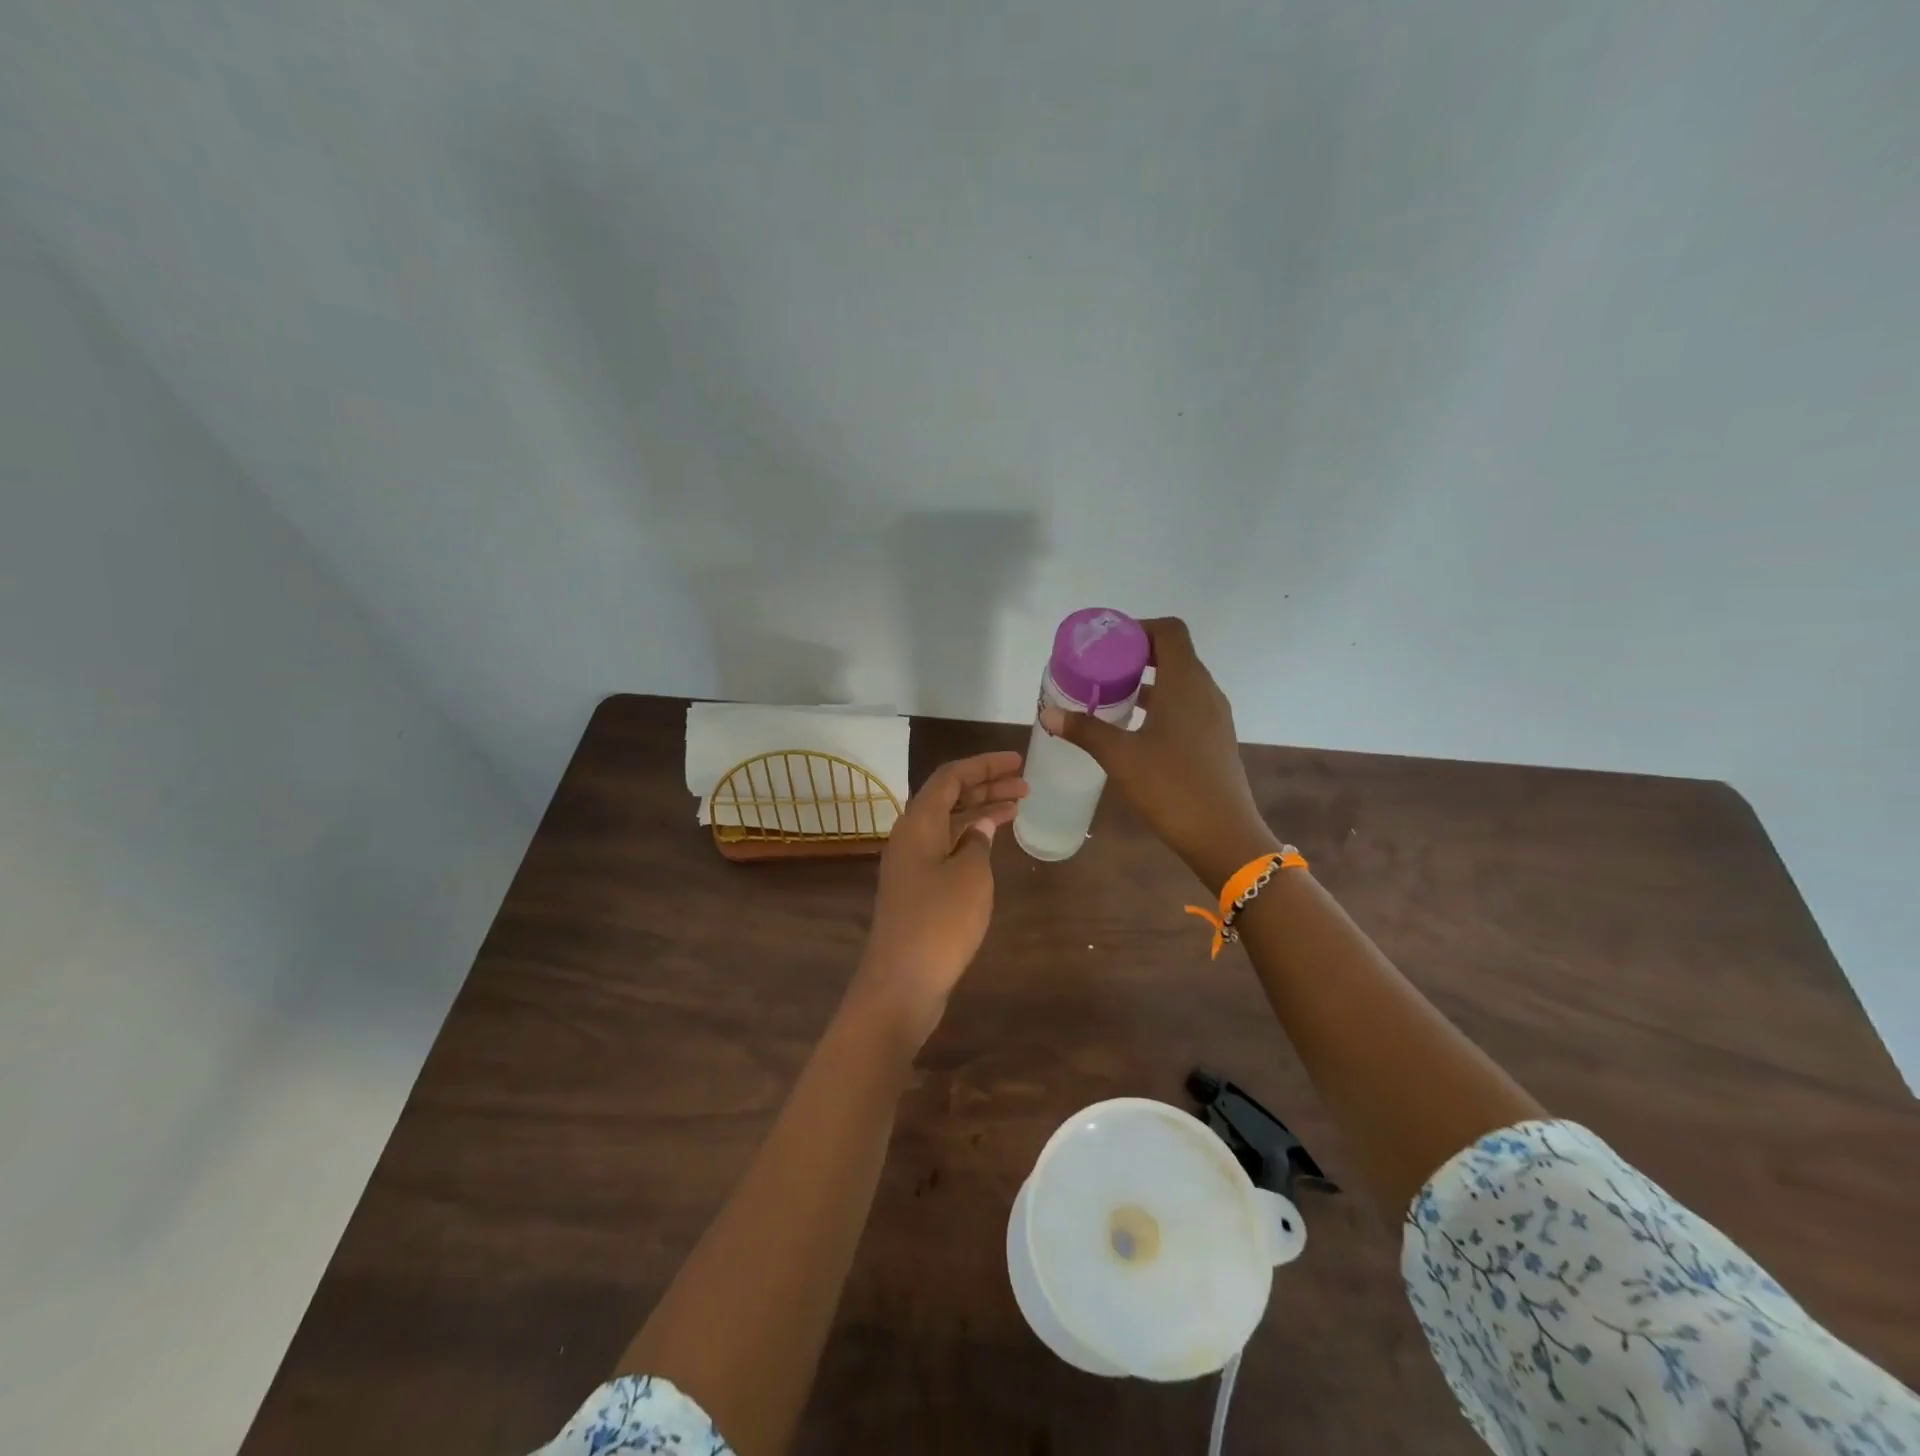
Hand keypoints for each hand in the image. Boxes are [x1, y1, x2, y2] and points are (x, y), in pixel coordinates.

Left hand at [844, 751, 1026, 1053]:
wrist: (901, 983)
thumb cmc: (939, 922)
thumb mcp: (970, 876)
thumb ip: (978, 842)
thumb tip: (981, 826)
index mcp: (918, 823)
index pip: (950, 777)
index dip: (984, 765)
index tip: (1018, 761)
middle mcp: (910, 837)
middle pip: (949, 798)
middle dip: (986, 786)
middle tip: (1026, 784)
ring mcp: (911, 865)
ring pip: (949, 824)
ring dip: (981, 812)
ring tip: (1018, 807)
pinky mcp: (917, 889)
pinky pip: (947, 848)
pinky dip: (972, 839)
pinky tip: (993, 844)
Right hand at [1040, 617, 1276, 890]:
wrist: (1223, 836)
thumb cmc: (1172, 787)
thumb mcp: (1121, 757)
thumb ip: (1085, 730)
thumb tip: (1049, 713)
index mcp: (1186, 683)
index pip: (1170, 631)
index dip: (1139, 629)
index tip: (1108, 644)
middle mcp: (1206, 692)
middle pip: (1175, 654)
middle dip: (1137, 656)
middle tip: (1100, 671)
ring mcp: (1215, 717)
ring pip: (1182, 682)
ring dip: (1149, 682)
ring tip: (1111, 698)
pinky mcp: (1216, 740)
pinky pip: (1188, 706)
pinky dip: (1162, 705)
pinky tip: (1136, 729)